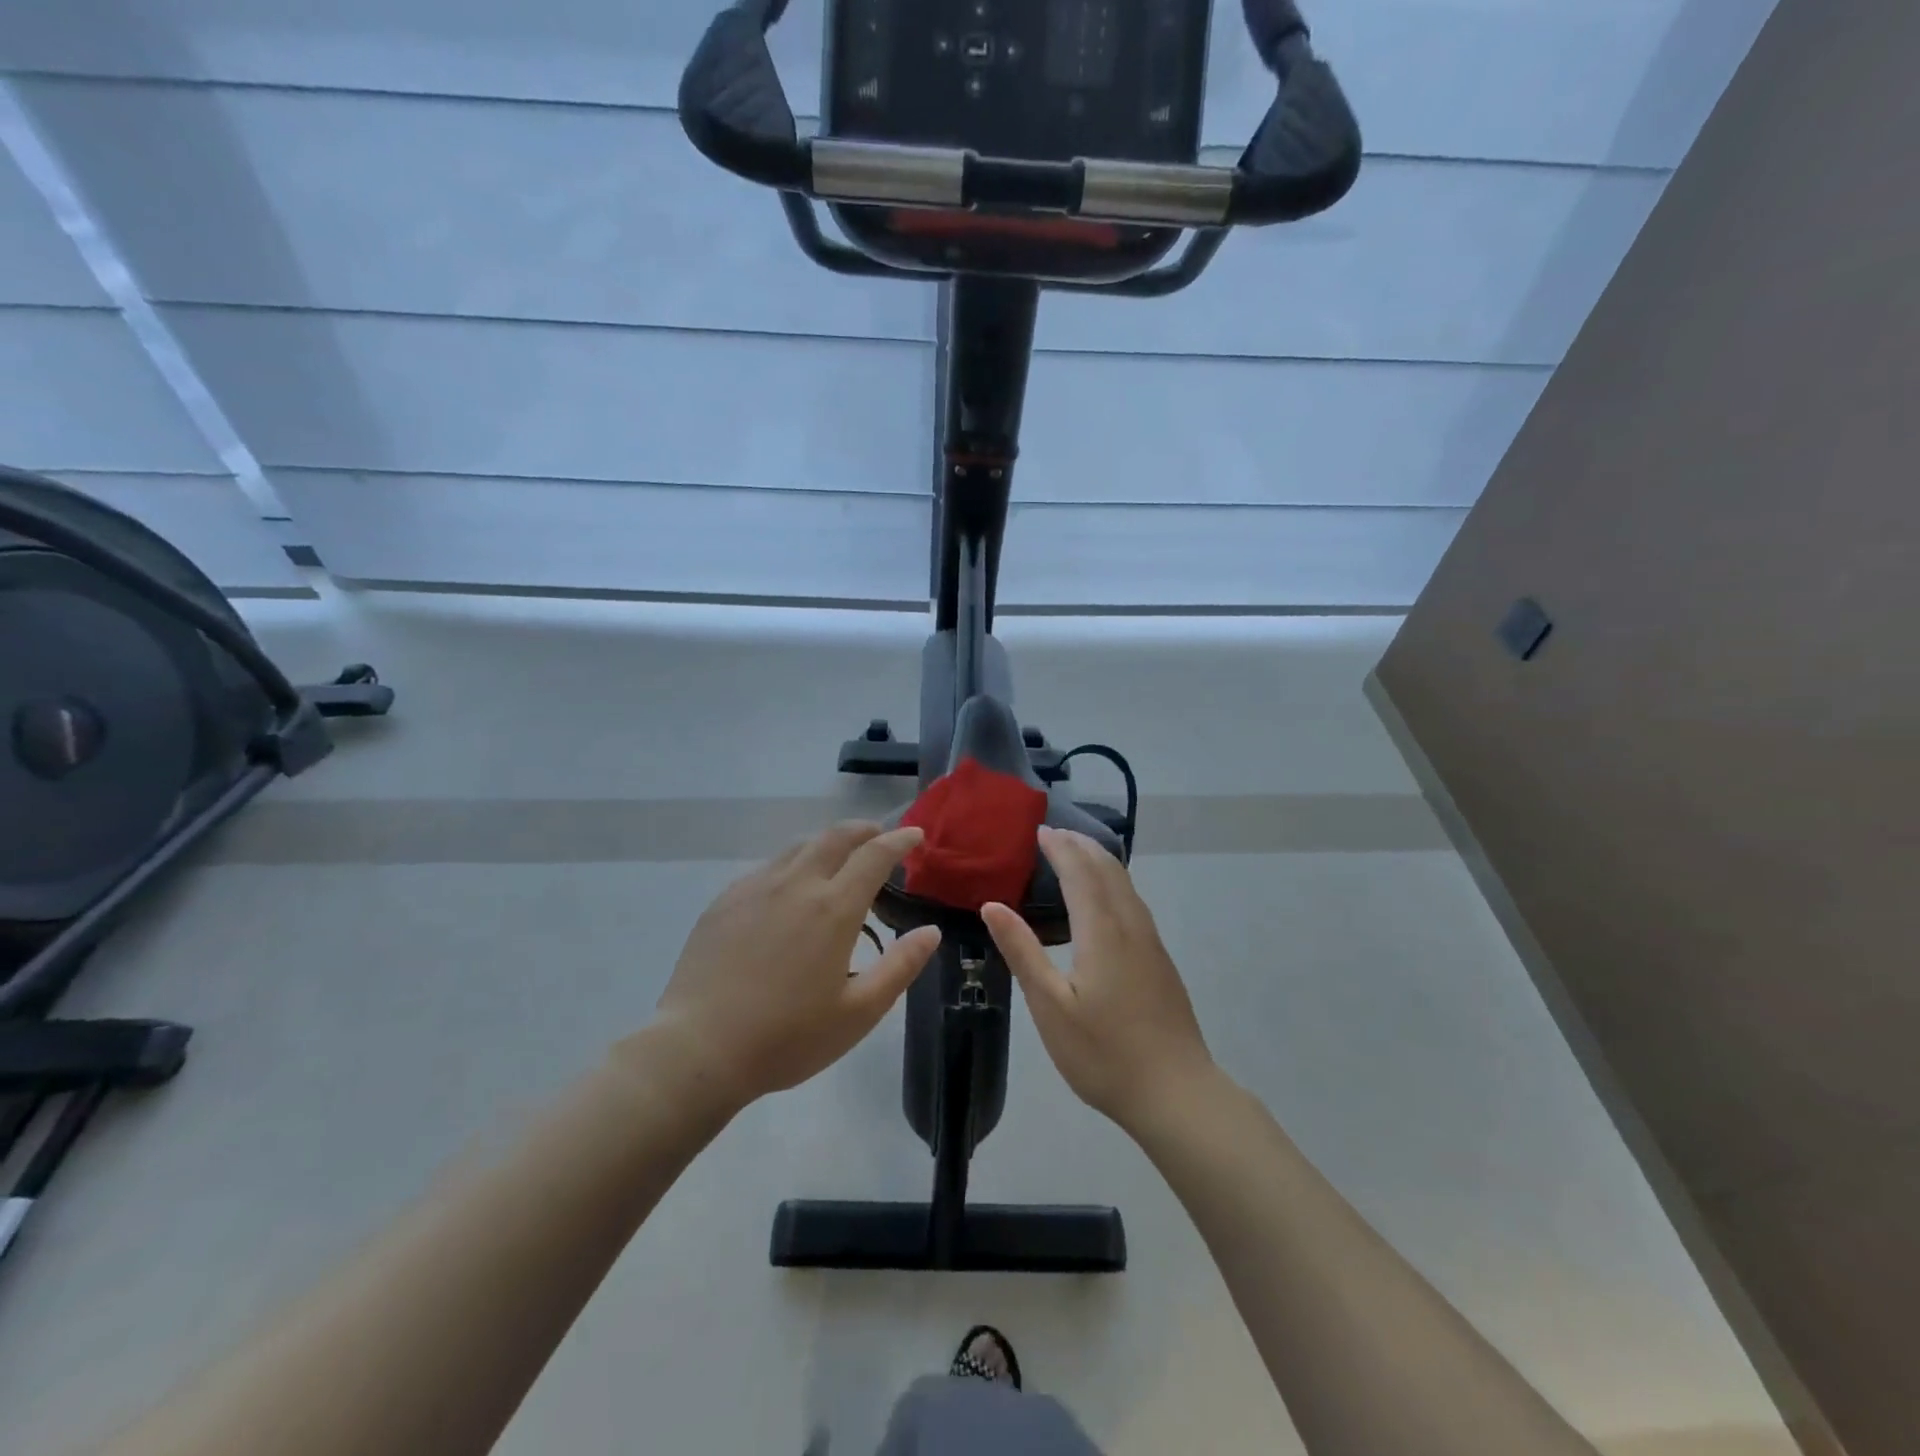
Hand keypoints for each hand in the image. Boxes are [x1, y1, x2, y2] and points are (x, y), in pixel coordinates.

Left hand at [647, 822, 940, 1112]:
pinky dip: (793, 864)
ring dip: (827, 844)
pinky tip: (789, 887)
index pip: (874, 856)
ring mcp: (756, 888)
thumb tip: (931, 931)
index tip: (915, 835)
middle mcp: (796, 885)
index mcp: (834, 908)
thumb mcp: (858, 1012)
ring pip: (799, 847)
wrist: (699, 1049)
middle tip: (879, 837)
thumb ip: (900, 967)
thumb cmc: (787, 1037)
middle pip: (835, 837)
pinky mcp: (725, 901)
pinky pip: (768, 867)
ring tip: (838, 858)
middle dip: (863, 830)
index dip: (899, 840)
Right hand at [983, 827, 1212, 1133]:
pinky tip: (1105, 900)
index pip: (1080, 872)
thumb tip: (992, 905)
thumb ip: (1023, 951)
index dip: (1060, 848)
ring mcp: (1151, 943)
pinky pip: (1134, 902)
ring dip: (1100, 862)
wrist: (1177, 1093)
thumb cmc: (1104, 1053)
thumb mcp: (1050, 1006)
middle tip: (1054, 834)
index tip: (1040, 831)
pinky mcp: (1160, 961)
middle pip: (1108, 870)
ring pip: (1126, 885)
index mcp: (1102, 931)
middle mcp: (1131, 926)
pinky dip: (1113, 883)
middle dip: (1081, 846)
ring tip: (1076, 855)